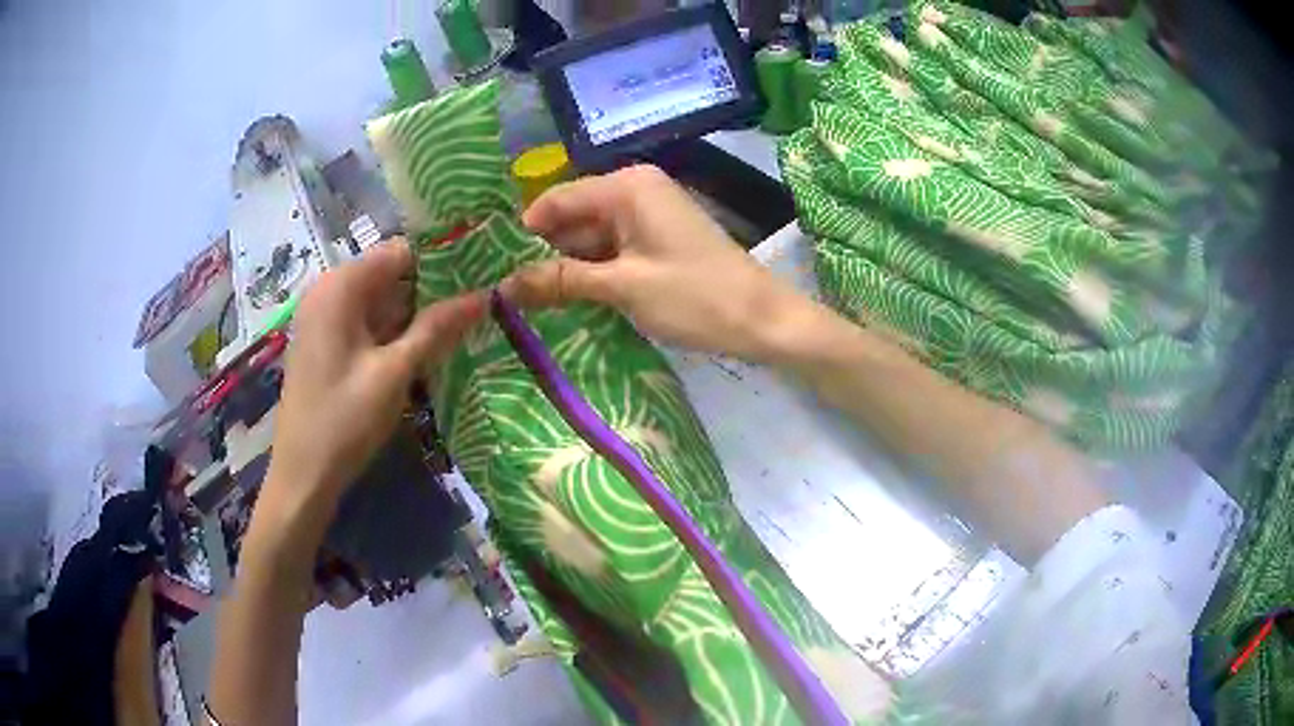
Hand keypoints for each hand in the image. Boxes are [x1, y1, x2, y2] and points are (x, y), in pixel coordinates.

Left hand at [266, 242, 485, 518]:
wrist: (303, 475)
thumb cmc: (344, 420)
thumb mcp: (395, 372)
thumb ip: (437, 327)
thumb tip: (486, 294)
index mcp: (340, 286)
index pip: (401, 251)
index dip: (443, 260)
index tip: (482, 276)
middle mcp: (329, 291)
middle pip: (391, 274)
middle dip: (433, 289)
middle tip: (479, 304)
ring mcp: (324, 318)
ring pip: (381, 301)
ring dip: (416, 314)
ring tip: (462, 325)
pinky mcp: (325, 343)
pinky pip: (368, 323)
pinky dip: (395, 332)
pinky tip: (426, 348)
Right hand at [502, 165, 806, 362]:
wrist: (763, 319)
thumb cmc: (695, 297)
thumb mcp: (622, 288)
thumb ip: (560, 280)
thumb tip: (502, 286)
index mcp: (625, 186)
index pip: (554, 200)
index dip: (522, 234)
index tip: (492, 270)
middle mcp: (633, 189)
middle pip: (570, 217)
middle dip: (541, 253)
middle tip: (504, 293)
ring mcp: (647, 214)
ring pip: (589, 236)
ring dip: (565, 267)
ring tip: (526, 302)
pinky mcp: (656, 238)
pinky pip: (611, 249)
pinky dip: (591, 272)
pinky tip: (567, 299)